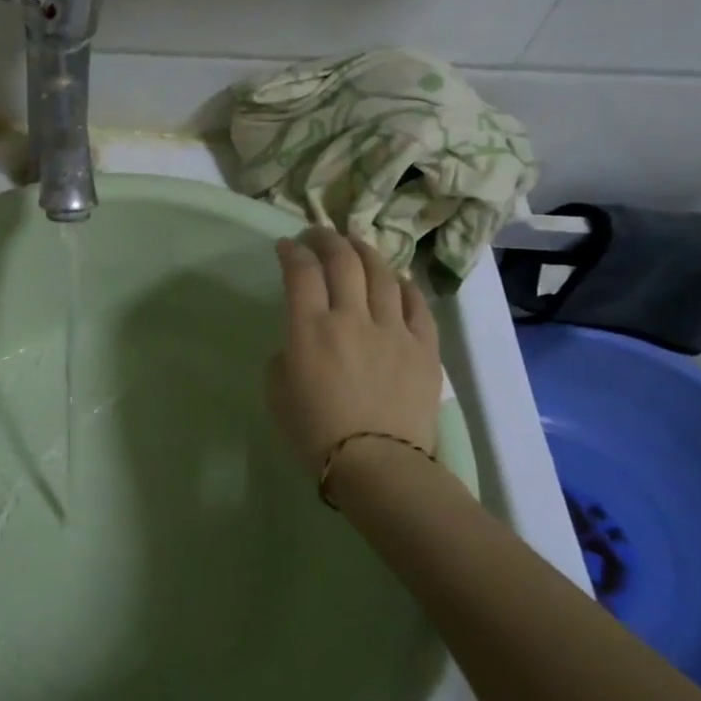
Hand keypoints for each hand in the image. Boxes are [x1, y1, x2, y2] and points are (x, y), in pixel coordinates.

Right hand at [267, 227, 442, 470]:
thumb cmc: (315, 433)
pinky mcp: (424, 348)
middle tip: (318, 235)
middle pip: (343, 262)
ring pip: (381, 274)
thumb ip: (284, 357)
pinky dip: (402, 286)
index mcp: (310, 329)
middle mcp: (352, 318)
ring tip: (356, 246)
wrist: (377, 465)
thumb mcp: (277, 393)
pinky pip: (416, 305)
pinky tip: (395, 281)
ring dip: (365, 253)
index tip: (286, 246)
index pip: (301, 273)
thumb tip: (298, 346)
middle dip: (327, 240)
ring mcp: (393, 330)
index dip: (292, 252)